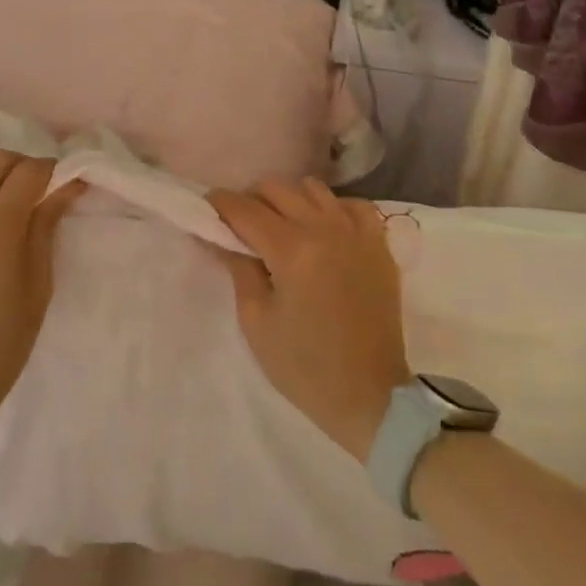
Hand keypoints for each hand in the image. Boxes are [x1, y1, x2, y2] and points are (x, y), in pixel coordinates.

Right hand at [208, 179, 411, 461]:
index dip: (219, 204)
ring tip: (281, 226)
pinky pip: (352, 205)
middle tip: (240, 225)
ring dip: (289, 199)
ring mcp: (357, 233)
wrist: (372, 397)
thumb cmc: (305, 366)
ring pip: (313, 188)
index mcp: (292, 250)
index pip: (245, 209)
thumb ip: (238, 269)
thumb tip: (219, 237)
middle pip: (276, 189)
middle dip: (251, 200)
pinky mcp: (379, 245)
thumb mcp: (256, 322)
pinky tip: (323, 229)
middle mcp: (325, 229)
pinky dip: (332, 208)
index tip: (206, 208)